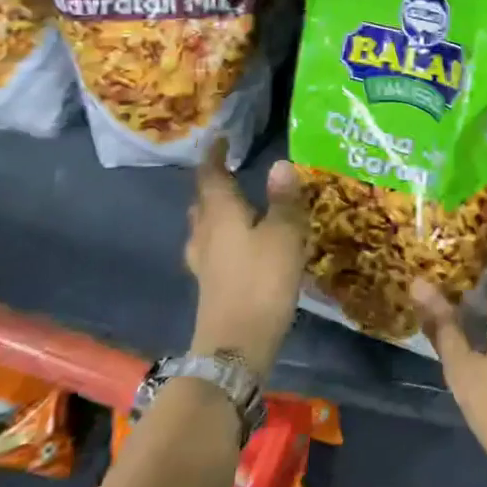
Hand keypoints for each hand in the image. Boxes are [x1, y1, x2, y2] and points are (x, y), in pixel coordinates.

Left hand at [186, 142, 310, 381]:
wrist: (237, 346)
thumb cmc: (262, 280)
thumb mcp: (284, 234)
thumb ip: (283, 199)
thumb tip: (280, 164)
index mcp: (220, 213)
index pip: (211, 175)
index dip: (214, 156)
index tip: (220, 140)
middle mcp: (205, 233)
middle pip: (202, 201)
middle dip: (212, 183)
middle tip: (229, 170)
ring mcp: (204, 262)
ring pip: (204, 226)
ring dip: (215, 211)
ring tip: (235, 204)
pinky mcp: (210, 285)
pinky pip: (212, 248)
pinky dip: (222, 236)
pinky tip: (238, 245)